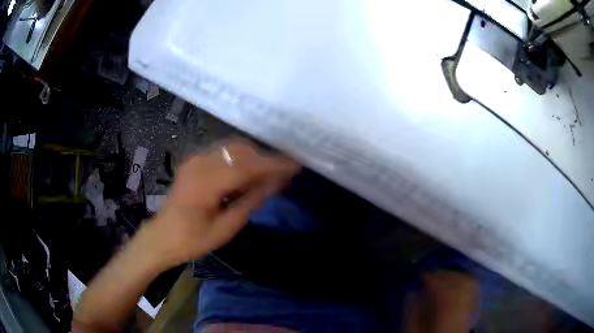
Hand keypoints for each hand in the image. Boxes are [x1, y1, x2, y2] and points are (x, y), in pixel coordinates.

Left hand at [143, 138, 300, 268]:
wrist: (161, 237)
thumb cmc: (191, 240)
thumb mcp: (224, 229)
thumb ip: (250, 202)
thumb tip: (275, 184)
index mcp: (205, 183)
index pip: (247, 166)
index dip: (274, 165)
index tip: (296, 165)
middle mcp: (199, 164)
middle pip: (240, 151)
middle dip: (265, 160)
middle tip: (283, 175)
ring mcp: (195, 160)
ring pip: (232, 148)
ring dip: (253, 158)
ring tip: (268, 175)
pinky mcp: (193, 162)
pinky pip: (222, 153)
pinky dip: (239, 159)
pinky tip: (247, 174)